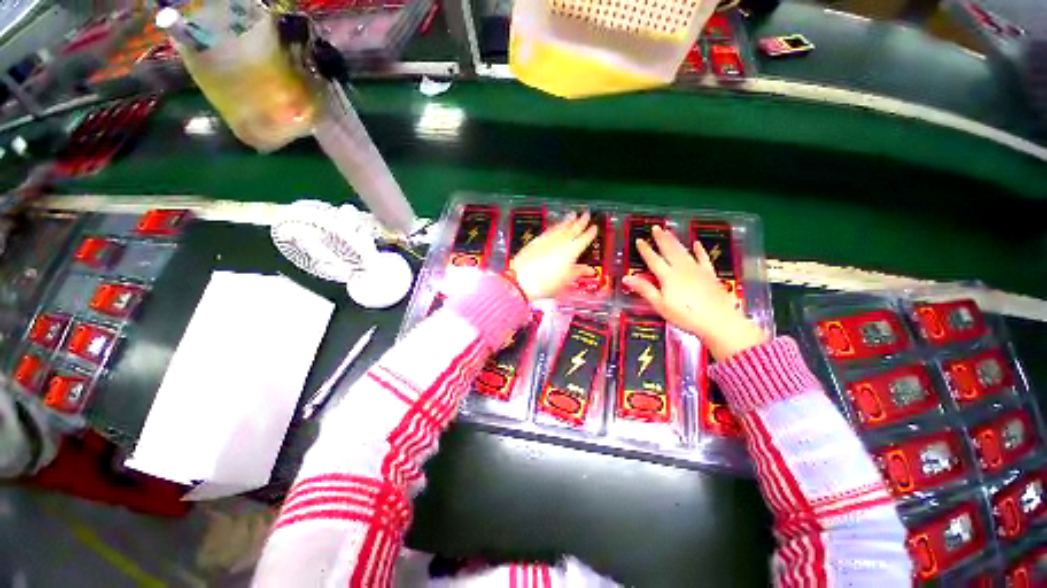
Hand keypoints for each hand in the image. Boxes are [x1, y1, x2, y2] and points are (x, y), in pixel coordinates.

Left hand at [509, 211, 597, 300]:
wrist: (522, 280)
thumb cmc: (547, 283)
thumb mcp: (567, 279)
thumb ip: (579, 271)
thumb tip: (590, 270)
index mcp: (572, 250)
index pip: (584, 238)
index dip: (590, 232)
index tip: (594, 227)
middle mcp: (561, 241)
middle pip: (573, 228)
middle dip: (581, 221)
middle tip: (586, 213)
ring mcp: (548, 239)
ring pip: (560, 226)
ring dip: (568, 220)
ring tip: (573, 214)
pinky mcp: (536, 240)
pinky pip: (549, 229)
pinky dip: (555, 226)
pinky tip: (556, 225)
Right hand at [622, 225, 766, 360]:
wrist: (719, 322)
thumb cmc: (686, 316)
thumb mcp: (660, 305)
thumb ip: (645, 290)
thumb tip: (627, 278)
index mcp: (668, 277)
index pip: (653, 260)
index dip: (645, 250)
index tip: (640, 240)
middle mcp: (682, 269)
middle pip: (669, 250)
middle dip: (661, 239)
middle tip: (656, 228)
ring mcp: (698, 270)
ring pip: (683, 251)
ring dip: (675, 241)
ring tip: (668, 232)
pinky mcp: (710, 275)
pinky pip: (703, 258)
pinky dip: (699, 250)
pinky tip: (697, 244)